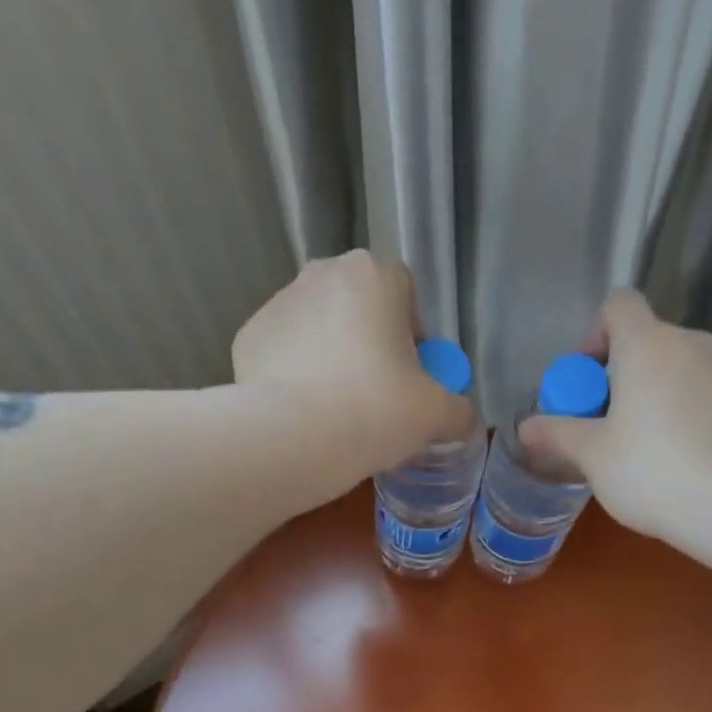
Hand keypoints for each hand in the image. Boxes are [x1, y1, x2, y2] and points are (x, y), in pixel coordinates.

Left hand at [232, 251, 475, 499]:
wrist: (295, 438)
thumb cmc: (377, 411)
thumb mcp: (436, 415)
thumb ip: (458, 410)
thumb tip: (463, 417)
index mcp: (375, 276)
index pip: (405, 293)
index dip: (413, 334)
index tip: (412, 376)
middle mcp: (323, 273)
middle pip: (357, 306)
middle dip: (369, 342)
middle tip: (376, 395)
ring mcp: (279, 302)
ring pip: (317, 328)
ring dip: (330, 357)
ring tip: (336, 410)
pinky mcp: (248, 336)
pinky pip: (283, 354)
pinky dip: (293, 375)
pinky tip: (303, 413)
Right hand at [519, 289, 711, 538]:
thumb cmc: (649, 470)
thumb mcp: (592, 455)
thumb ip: (558, 433)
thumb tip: (525, 427)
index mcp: (648, 345)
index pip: (619, 306)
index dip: (596, 335)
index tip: (587, 381)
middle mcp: (692, 344)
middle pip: (649, 342)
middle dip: (624, 375)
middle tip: (608, 425)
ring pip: (681, 370)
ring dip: (658, 395)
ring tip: (647, 448)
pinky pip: (708, 397)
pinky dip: (690, 416)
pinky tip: (683, 461)